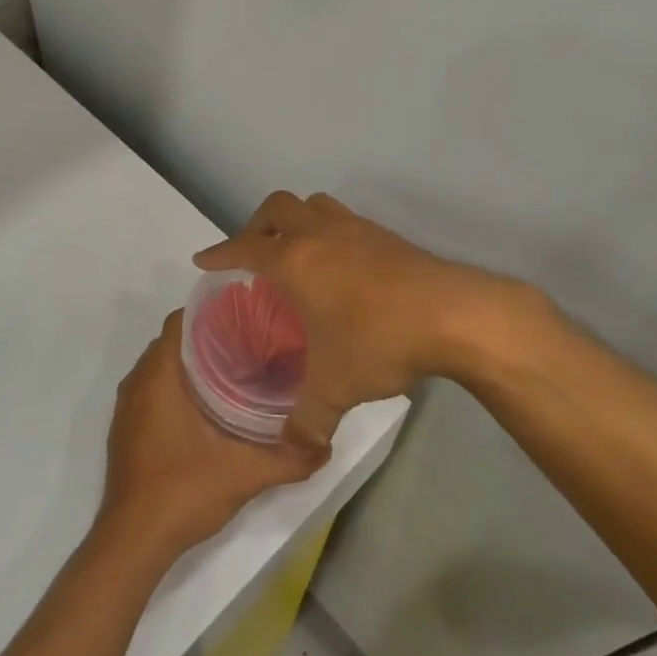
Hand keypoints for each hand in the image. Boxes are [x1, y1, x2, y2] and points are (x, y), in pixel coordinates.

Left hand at [97, 310, 322, 560]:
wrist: (132, 542)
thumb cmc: (183, 492)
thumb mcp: (244, 474)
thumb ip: (288, 459)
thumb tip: (326, 446)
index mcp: (159, 375)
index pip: (181, 320)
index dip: (211, 312)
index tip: (245, 316)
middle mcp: (137, 382)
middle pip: (173, 340)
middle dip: (208, 336)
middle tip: (250, 342)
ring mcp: (127, 407)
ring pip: (161, 366)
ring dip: (191, 362)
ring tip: (235, 369)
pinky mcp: (126, 429)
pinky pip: (151, 388)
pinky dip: (175, 385)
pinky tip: (208, 405)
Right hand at [195, 191, 549, 456]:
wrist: (453, 314)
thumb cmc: (379, 340)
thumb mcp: (336, 388)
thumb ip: (308, 421)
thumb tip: (295, 450)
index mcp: (295, 261)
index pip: (246, 247)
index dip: (221, 252)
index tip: (203, 259)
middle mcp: (320, 235)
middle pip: (278, 207)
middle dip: (257, 225)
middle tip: (254, 253)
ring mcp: (356, 229)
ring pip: (315, 205)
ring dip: (297, 221)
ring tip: (297, 253)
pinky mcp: (386, 236)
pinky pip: (345, 221)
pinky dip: (330, 233)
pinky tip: (341, 268)